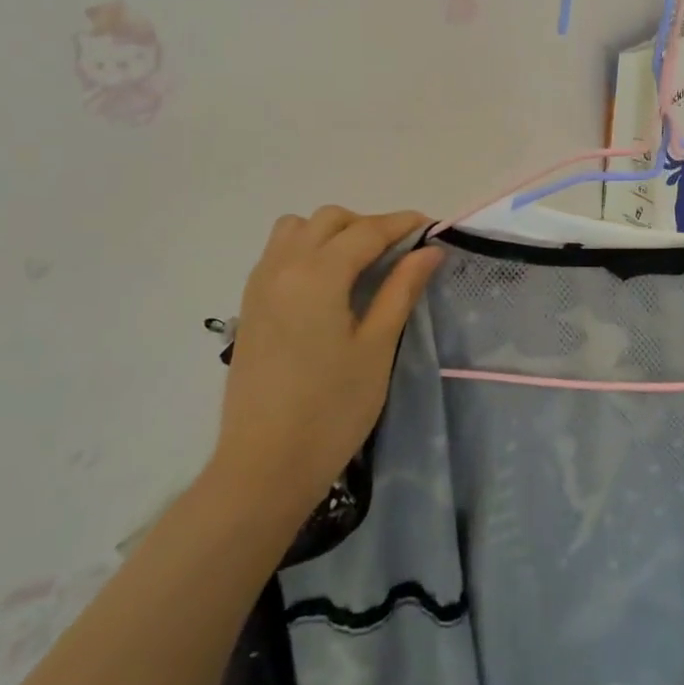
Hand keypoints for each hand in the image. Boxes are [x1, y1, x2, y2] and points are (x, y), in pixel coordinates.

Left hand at [205, 207, 442, 522]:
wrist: (265, 465)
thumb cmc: (332, 408)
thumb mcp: (377, 346)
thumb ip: (401, 290)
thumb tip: (429, 250)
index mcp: (317, 275)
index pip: (367, 230)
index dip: (403, 224)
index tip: (433, 228)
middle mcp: (283, 267)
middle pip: (330, 220)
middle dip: (369, 225)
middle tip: (401, 253)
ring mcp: (260, 285)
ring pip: (297, 229)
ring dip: (332, 233)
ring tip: (361, 265)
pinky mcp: (250, 306)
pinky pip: (278, 254)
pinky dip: (307, 250)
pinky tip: (328, 284)